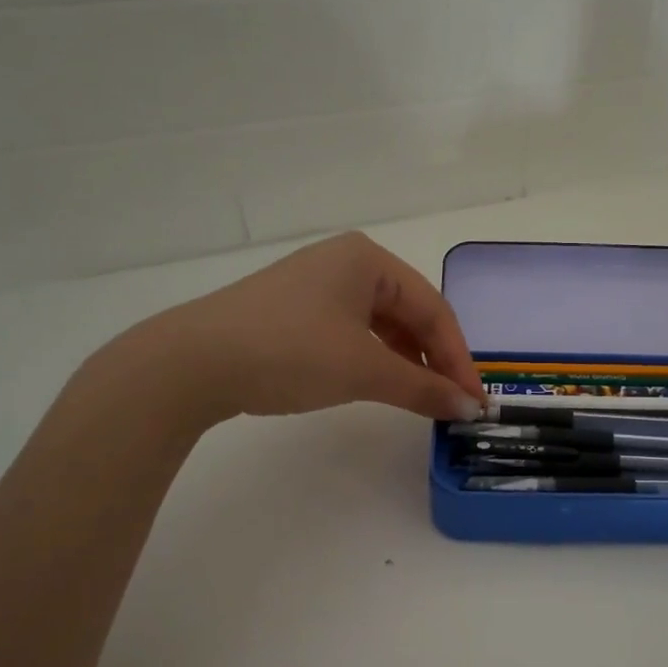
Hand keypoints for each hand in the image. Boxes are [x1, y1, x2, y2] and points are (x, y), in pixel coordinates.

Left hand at [108, 233, 485, 429]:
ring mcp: (317, 285)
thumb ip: (422, 388)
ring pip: (382, 324)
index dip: (458, 358)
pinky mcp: (295, 311)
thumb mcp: (364, 370)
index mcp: (368, 259)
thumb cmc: (289, 351)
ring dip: (406, 361)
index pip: (434, 309)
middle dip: (434, 358)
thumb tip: (468, 407)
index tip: (474, 399)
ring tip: (422, 397)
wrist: (192, 363)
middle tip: (453, 401)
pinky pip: (353, 332)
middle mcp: (346, 263)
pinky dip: (374, 358)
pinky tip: (381, 383)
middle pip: (409, 313)